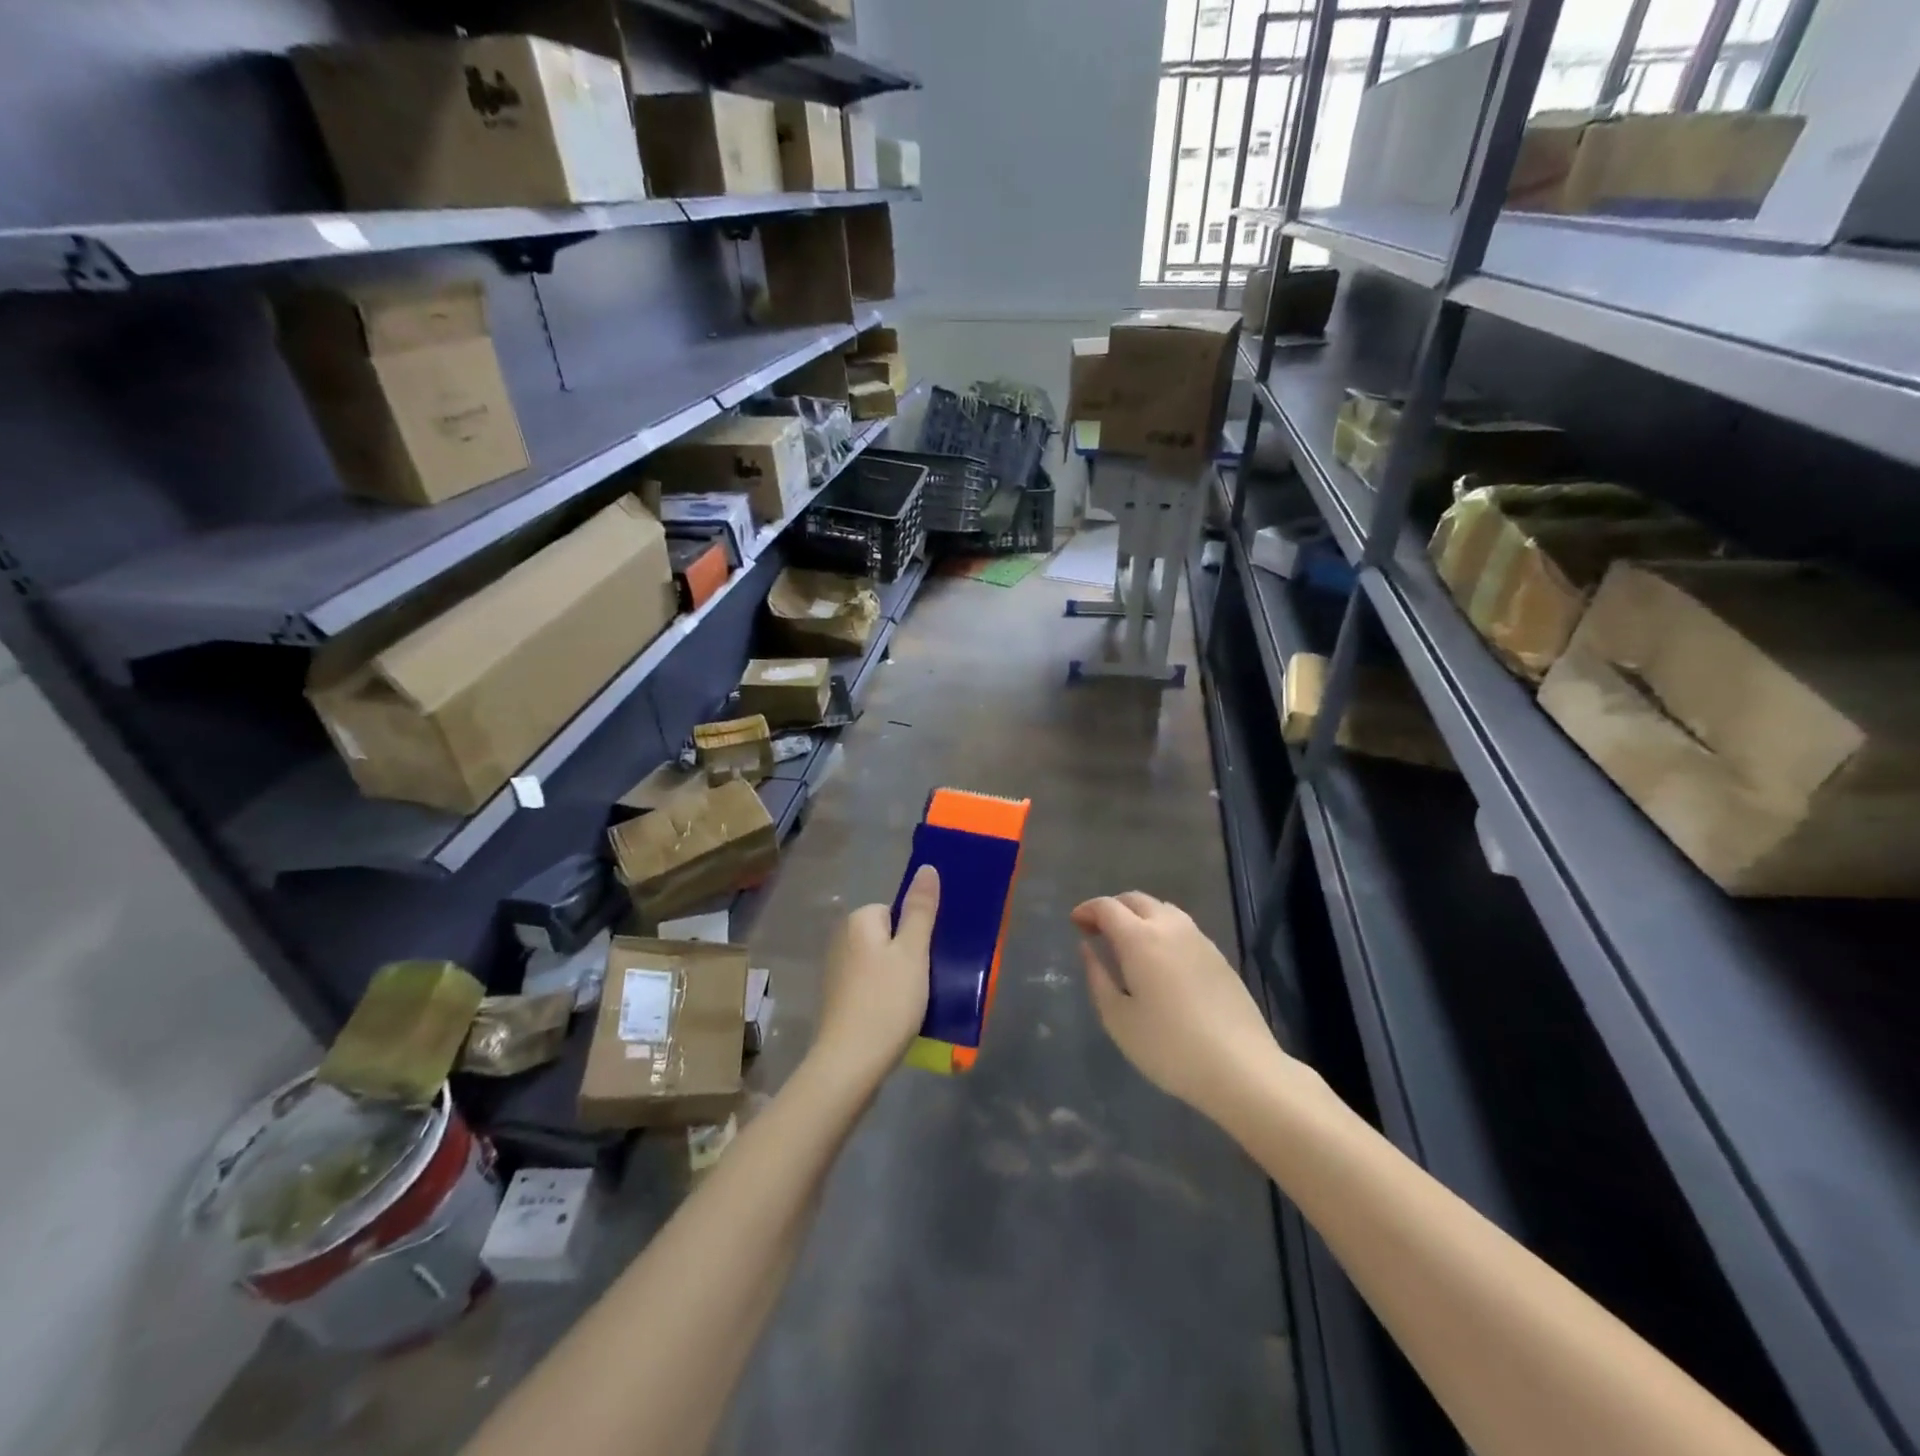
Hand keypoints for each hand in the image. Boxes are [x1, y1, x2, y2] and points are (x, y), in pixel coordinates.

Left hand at [811, 865, 937, 1090]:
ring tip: (914, 1003)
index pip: (896, 911)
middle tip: (924, 981)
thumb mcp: (913, 952)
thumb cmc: (886, 1001)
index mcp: (858, 921)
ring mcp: (836, 972)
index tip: (927, 958)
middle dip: (908, 956)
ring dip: (898, 979)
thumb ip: (921, 909)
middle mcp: (841, 940)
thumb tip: (927, 867)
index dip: (915, 934)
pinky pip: (870, 987)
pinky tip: (896, 1017)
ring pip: (880, 964)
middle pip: (888, 937)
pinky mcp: (838, 1000)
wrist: (850, 1063)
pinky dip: (884, 997)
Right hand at [1072, 891, 1291, 1121]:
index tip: (1075, 924)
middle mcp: (1170, 927)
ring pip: (1162, 909)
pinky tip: (1159, 959)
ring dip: (1138, 915)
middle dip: (1112, 908)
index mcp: (1140, 938)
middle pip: (1135, 900)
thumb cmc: (1169, 1047)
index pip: (1107, 907)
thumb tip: (1087, 948)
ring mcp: (1199, 939)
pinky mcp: (1218, 956)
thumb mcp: (1118, 1019)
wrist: (1241, 1067)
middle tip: (1096, 930)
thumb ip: (1098, 977)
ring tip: (1127, 942)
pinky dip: (1161, 929)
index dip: (1087, 910)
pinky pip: (1182, 927)